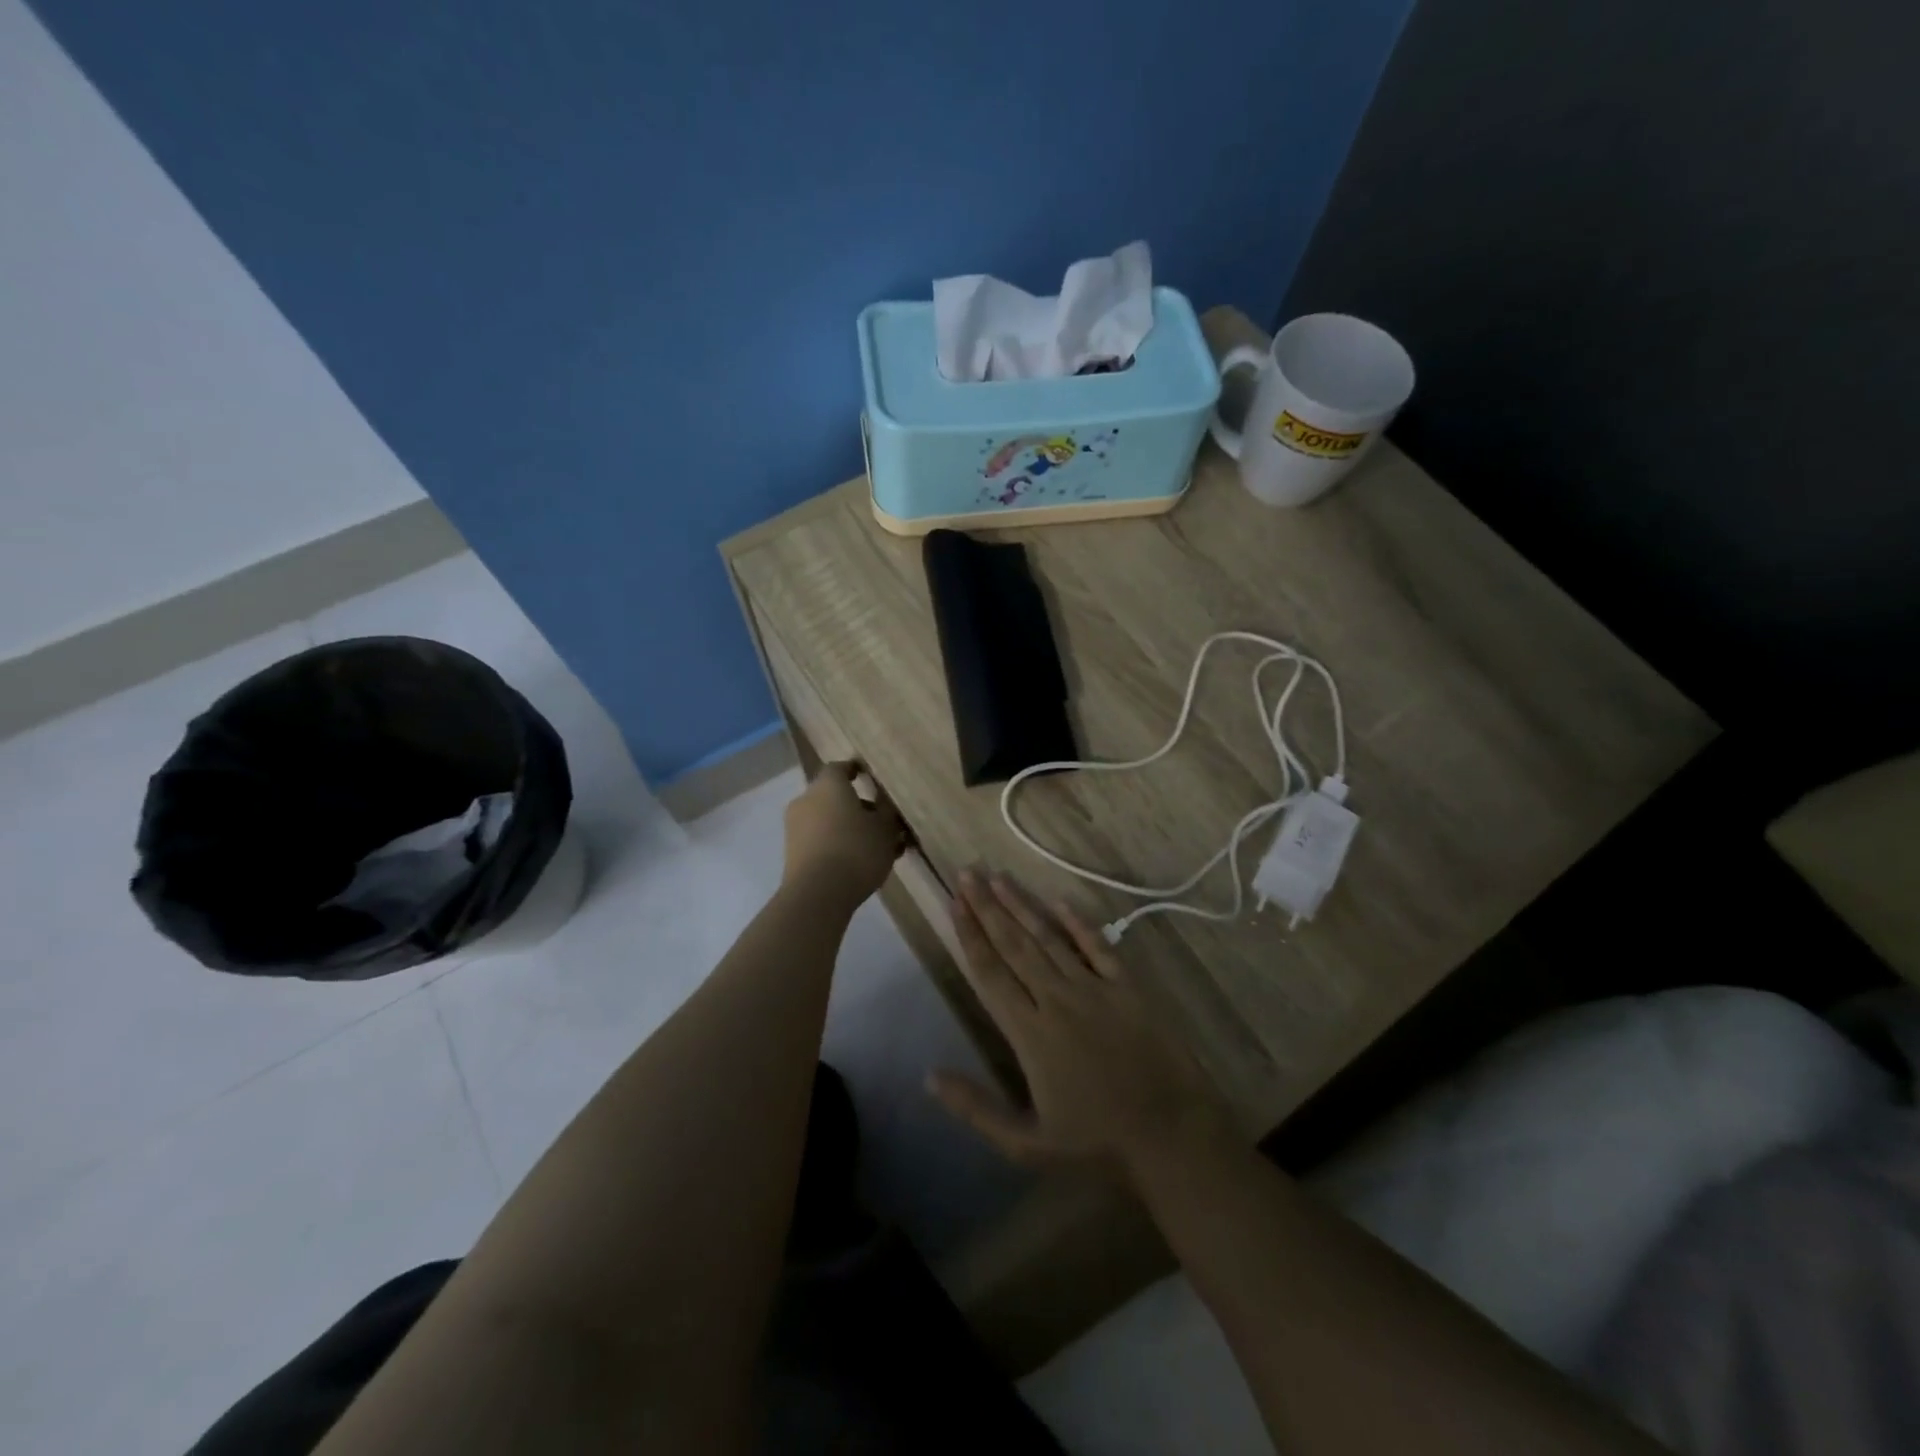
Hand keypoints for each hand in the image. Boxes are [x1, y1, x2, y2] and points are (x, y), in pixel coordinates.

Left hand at [782, 762, 906, 906]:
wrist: (817, 894)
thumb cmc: (856, 850)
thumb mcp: (885, 829)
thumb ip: (887, 813)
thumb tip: (884, 806)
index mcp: (828, 785)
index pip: (840, 768)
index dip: (855, 771)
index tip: (869, 777)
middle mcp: (807, 800)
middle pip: (834, 797)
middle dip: (859, 807)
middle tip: (884, 822)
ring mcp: (796, 828)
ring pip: (829, 821)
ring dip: (851, 829)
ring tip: (879, 848)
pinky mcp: (793, 854)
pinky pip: (821, 841)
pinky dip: (839, 846)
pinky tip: (861, 863)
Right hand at [929, 871, 1235, 1176]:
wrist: (1171, 1135)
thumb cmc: (1096, 1144)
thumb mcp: (1026, 1144)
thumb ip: (976, 1108)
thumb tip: (928, 1077)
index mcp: (1030, 1032)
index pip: (990, 973)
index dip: (970, 936)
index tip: (955, 903)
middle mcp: (1057, 999)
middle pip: (1015, 945)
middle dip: (987, 907)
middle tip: (967, 872)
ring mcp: (1095, 989)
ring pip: (1049, 938)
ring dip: (1022, 906)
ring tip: (999, 877)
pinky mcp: (1128, 988)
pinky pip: (1098, 947)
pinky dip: (1077, 923)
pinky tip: (1058, 901)